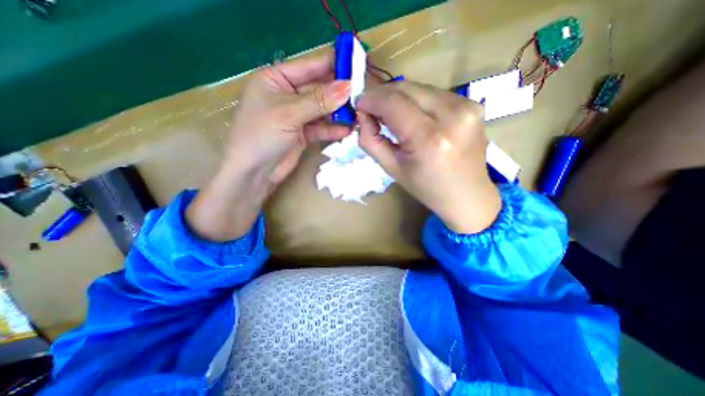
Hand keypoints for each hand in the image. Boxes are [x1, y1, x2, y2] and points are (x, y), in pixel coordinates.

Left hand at [188, 50, 352, 241]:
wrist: (253, 172)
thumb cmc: (261, 135)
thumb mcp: (289, 113)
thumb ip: (319, 101)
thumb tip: (348, 87)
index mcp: (277, 79)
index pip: (309, 66)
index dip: (332, 65)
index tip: (356, 65)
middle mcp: (288, 94)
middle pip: (319, 89)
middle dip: (339, 93)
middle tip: (362, 94)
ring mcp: (297, 115)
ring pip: (323, 110)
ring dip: (339, 113)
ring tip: (358, 115)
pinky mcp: (303, 133)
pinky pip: (321, 127)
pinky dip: (333, 129)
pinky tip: (347, 130)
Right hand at [359, 80, 499, 234]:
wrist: (467, 195)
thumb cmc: (426, 187)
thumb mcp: (391, 168)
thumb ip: (371, 140)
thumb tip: (362, 115)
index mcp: (428, 139)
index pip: (393, 103)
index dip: (372, 99)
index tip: (359, 104)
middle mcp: (452, 115)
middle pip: (407, 88)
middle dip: (383, 95)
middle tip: (372, 109)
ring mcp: (467, 106)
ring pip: (420, 87)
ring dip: (399, 97)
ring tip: (391, 114)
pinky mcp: (473, 104)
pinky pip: (434, 93)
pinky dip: (417, 100)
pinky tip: (413, 115)